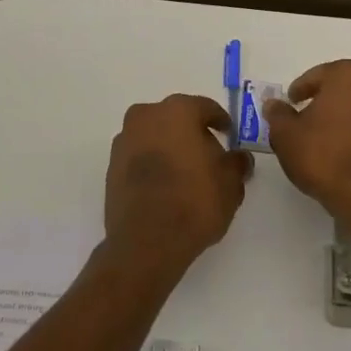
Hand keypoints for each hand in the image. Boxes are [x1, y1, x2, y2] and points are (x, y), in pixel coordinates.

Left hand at [104, 94, 251, 271]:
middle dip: (192, 133)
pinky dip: (152, 163)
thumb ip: (237, 164)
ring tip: (186, 172)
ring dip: (169, 147)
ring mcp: (124, 141)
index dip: (220, 121)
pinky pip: (139, 155)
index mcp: (177, 112)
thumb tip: (239, 158)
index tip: (229, 135)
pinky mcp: (111, 166)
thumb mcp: (230, 184)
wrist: (146, 242)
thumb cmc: (194, 203)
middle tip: (209, 154)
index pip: (204, 107)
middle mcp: (145, 117)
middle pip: (175, 118)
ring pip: (154, 135)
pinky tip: (165, 184)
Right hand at [263, 59, 350, 218]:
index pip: (320, 75)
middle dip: (330, 100)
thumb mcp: (286, 136)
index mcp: (350, 75)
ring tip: (333, 139)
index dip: (302, 89)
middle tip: (311, 119)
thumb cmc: (323, 157)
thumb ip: (279, 115)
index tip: (292, 102)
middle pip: (348, 88)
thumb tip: (274, 105)